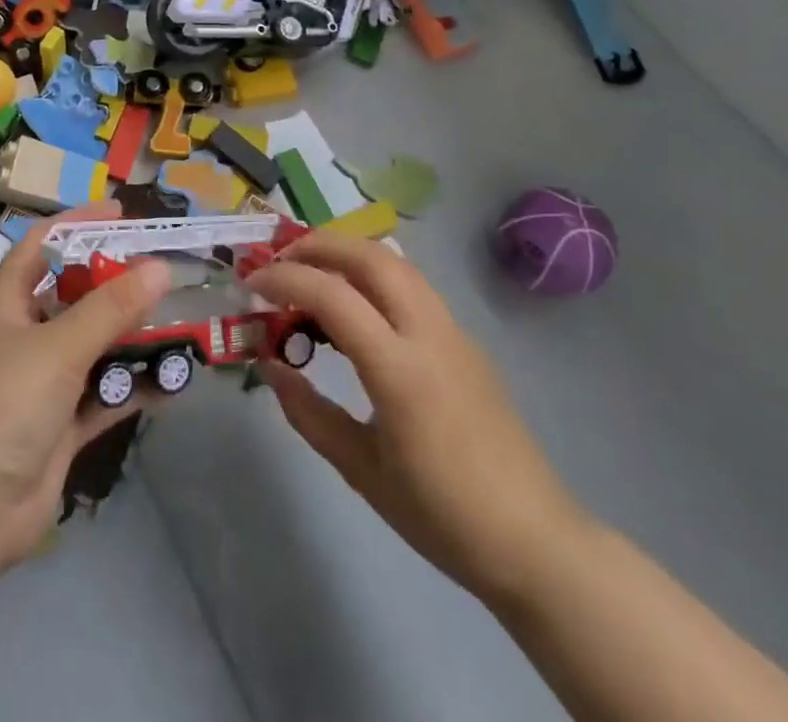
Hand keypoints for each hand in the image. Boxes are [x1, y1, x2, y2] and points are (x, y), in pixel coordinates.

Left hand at [0, 201, 172, 578]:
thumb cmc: (3, 404)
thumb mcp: (58, 345)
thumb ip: (111, 308)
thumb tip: (160, 268)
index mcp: (8, 305)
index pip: (41, 247)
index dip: (77, 224)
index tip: (122, 214)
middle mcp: (24, 338)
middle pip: (75, 298)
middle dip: (116, 284)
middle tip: (164, 271)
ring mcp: (43, 386)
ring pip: (95, 348)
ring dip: (132, 339)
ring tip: (181, 322)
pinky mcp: (61, 428)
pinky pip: (105, 398)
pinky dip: (135, 389)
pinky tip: (175, 382)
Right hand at [249, 235, 588, 601]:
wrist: (534, 541)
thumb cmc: (441, 515)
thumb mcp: (360, 470)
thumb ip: (308, 412)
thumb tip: (268, 366)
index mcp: (400, 370)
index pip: (333, 295)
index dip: (286, 278)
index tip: (253, 282)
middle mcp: (429, 334)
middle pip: (370, 257)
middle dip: (318, 245)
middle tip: (279, 260)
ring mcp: (454, 331)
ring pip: (396, 264)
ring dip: (348, 253)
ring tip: (311, 272)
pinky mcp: (465, 340)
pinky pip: (413, 286)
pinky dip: (374, 275)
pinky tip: (354, 306)